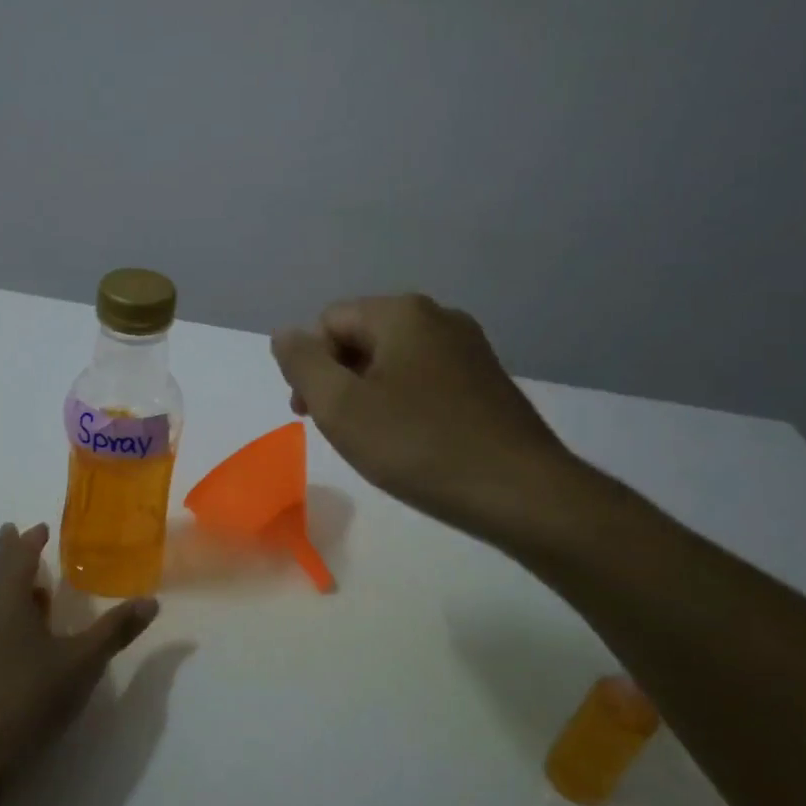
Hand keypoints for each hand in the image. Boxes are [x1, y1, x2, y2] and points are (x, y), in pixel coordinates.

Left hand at [0, 522, 158, 781]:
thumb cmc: (28, 698)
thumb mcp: (82, 662)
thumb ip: (115, 630)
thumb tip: (152, 601)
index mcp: (4, 595)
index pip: (17, 553)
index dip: (29, 539)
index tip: (39, 527)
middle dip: (9, 553)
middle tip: (20, 537)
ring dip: (0, 582)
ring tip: (25, 585)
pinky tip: (8, 631)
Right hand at [272, 294, 580, 539]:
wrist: (520, 492)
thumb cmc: (419, 446)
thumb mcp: (341, 407)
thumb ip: (302, 363)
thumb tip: (285, 334)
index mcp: (402, 312)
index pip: (328, 322)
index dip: (310, 367)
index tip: (314, 415)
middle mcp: (439, 317)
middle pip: (361, 337)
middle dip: (339, 380)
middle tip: (340, 431)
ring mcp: (469, 348)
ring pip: (393, 361)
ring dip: (369, 395)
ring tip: (375, 441)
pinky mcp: (486, 381)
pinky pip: (425, 380)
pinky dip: (404, 404)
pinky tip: (412, 442)